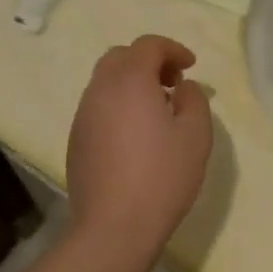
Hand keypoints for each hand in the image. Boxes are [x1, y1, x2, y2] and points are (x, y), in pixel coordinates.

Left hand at [66, 34, 212, 260]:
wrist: (114, 226)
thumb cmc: (162, 176)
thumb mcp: (196, 135)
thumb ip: (193, 99)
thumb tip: (182, 86)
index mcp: (129, 81)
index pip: (148, 45)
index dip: (173, 49)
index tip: (191, 67)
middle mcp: (99, 90)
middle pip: (120, 57)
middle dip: (148, 62)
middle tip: (172, 84)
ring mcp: (82, 115)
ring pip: (105, 82)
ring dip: (131, 84)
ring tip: (157, 111)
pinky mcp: (75, 140)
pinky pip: (97, 107)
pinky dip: (117, 105)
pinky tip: (135, 136)